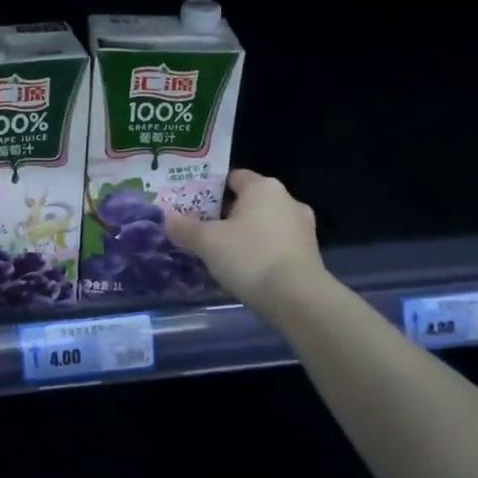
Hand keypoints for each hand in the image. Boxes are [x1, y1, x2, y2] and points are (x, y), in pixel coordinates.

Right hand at [164, 169, 320, 307]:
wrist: (298, 300)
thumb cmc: (250, 257)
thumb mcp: (207, 242)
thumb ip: (185, 227)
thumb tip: (167, 217)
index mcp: (263, 187)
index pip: (233, 177)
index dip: (211, 190)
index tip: (193, 206)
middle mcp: (287, 200)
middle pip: (249, 201)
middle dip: (227, 214)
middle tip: (203, 231)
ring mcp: (303, 228)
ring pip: (264, 224)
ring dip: (246, 235)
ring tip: (222, 254)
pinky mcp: (310, 254)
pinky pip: (277, 245)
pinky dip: (262, 252)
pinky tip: (246, 270)